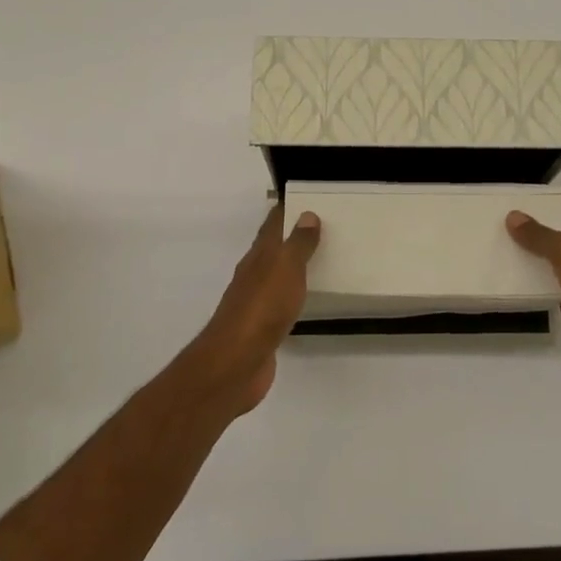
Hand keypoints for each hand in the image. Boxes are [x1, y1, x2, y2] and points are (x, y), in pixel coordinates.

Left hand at [174, 204, 321, 417]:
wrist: (236, 363)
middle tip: (324, 226)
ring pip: (278, 275)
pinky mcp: (263, 328)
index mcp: (258, 257)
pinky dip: (295, 294)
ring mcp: (256, 303)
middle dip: (294, 236)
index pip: (272, 225)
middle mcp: (254, 275)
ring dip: (295, 265)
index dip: (287, 210)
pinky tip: (307, 298)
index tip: (307, 197)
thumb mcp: (285, 269)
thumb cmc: (262, 309)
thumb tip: (307, 214)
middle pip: (274, 249)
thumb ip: (298, 244)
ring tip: (322, 258)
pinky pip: (282, 302)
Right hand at [507, 203, 560, 389]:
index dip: (557, 207)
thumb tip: (513, 216)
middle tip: (507, 228)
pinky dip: (544, 295)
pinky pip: (560, 298)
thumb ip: (540, 236)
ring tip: (506, 254)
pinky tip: (519, 289)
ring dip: (541, 266)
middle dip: (543, 236)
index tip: (526, 204)